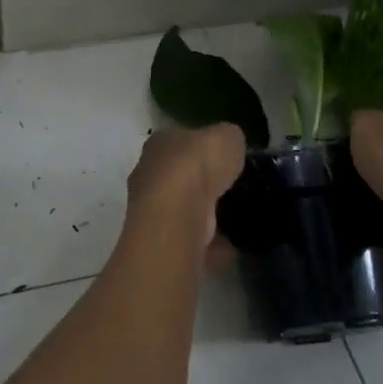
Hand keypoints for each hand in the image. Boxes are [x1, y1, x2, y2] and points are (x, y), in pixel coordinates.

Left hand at [125, 124, 246, 255]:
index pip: (181, 141)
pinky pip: (191, 238)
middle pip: (179, 176)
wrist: (177, 215)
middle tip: (229, 191)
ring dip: (203, 215)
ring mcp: (152, 207)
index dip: (202, 148)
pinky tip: (229, 247)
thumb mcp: (227, 136)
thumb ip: (228, 140)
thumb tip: (231, 147)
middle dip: (202, 184)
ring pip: (182, 208)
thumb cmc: (197, 166)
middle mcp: (150, 172)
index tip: (223, 159)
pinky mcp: (162, 237)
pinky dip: (209, 244)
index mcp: (161, 142)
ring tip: (232, 220)